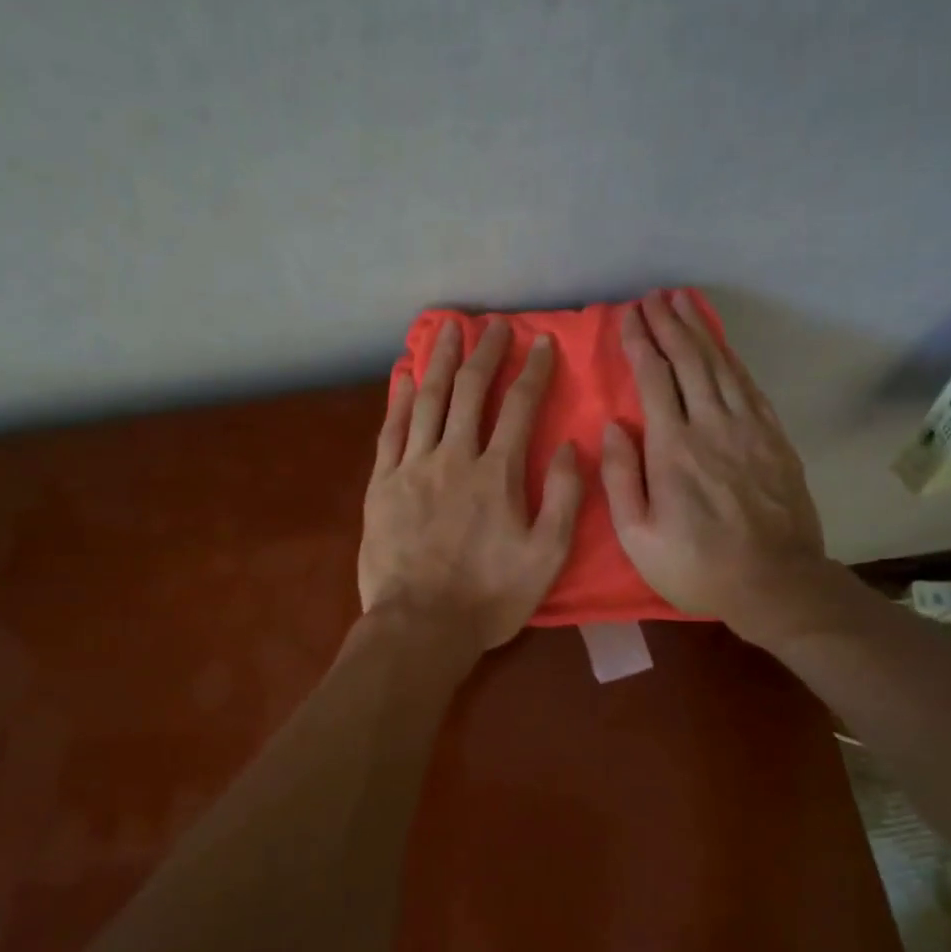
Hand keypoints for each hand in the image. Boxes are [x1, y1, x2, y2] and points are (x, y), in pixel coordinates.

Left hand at [360, 319, 582, 655]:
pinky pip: (391, 431)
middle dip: (485, 352)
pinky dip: (400, 400)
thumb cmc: (489, 597)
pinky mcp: (381, 485)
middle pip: (471, 391)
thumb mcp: (546, 556)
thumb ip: (563, 498)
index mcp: (497, 474)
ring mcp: (413, 468)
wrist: (420, 626)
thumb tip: (569, 445)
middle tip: (492, 325)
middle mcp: (454, 458)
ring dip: (439, 360)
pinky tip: (405, 377)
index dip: (533, 370)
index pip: (521, 407)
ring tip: (446, 329)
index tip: (541, 341)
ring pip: (428, 400)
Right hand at [600, 291, 828, 648]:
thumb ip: (621, 478)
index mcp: (673, 448)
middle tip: (654, 297)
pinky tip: (721, 346)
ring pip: (721, 365)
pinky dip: (732, 358)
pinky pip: (749, 385)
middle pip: (689, 360)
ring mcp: (749, 429)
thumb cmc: (696, 566)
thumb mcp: (637, 537)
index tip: (628, 316)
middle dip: (669, 324)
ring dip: (701, 330)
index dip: (639, 343)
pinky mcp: (774, 438)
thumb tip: (613, 426)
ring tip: (685, 302)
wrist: (775, 582)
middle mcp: (712, 426)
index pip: (653, 379)